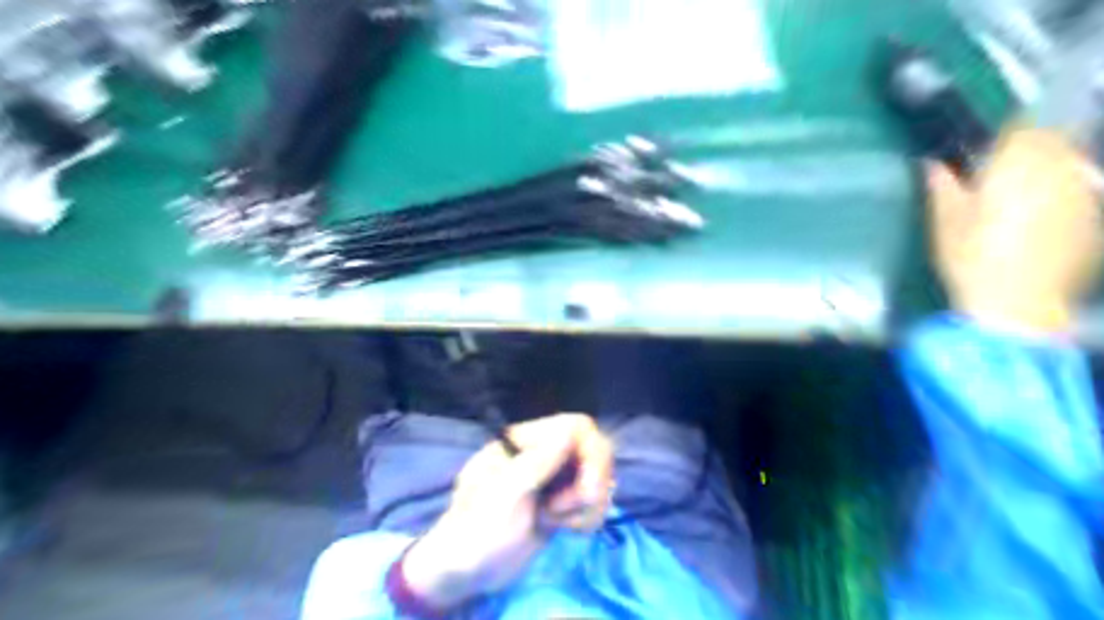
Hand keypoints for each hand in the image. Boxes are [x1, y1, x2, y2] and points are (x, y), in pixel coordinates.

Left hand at [402, 414, 615, 606]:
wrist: (465, 573)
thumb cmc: (478, 529)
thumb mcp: (506, 494)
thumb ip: (539, 461)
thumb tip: (573, 432)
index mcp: (526, 441)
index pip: (577, 427)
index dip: (592, 452)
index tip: (586, 489)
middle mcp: (545, 454)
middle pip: (596, 451)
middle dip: (592, 484)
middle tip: (568, 513)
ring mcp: (556, 479)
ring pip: (599, 478)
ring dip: (588, 505)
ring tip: (557, 522)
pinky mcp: (563, 504)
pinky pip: (594, 502)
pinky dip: (588, 517)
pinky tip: (566, 530)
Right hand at [926, 123, 1103, 331]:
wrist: (1018, 304)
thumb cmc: (971, 260)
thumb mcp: (945, 224)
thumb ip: (942, 188)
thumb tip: (932, 165)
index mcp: (1016, 167)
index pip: (1023, 128)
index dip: (1008, 133)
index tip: (992, 147)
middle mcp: (1058, 170)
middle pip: (1053, 141)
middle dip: (1031, 149)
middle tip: (1005, 171)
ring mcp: (1083, 192)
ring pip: (1070, 163)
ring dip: (1049, 170)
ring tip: (1024, 195)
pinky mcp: (1095, 216)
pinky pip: (1080, 189)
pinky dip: (1063, 194)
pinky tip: (1042, 219)